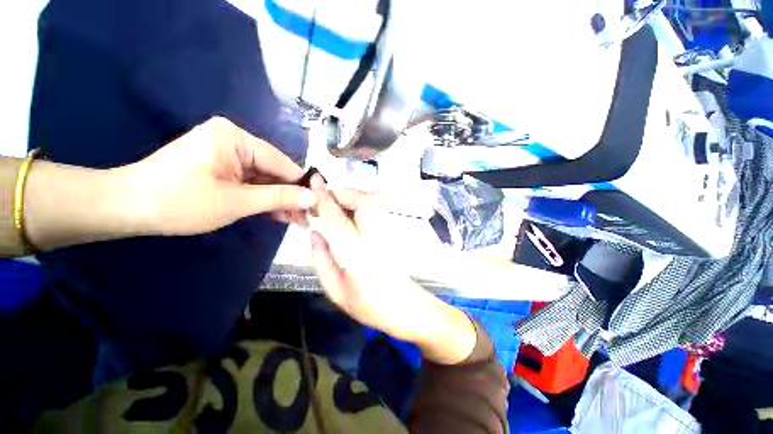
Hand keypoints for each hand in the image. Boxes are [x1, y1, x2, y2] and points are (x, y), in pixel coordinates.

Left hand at [121, 117, 315, 235]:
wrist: (127, 208)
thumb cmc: (179, 202)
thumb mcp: (236, 201)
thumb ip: (278, 198)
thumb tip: (313, 197)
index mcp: (236, 138)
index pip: (282, 163)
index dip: (302, 186)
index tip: (318, 205)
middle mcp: (235, 140)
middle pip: (275, 171)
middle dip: (290, 196)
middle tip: (306, 218)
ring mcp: (228, 153)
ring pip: (265, 179)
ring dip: (279, 200)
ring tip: (295, 221)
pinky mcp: (222, 166)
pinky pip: (252, 182)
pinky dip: (264, 198)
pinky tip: (277, 214)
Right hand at [307, 177, 476, 363]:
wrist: (405, 308)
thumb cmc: (369, 306)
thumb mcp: (336, 291)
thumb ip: (321, 260)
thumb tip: (315, 232)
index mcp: (357, 256)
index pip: (338, 220)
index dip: (324, 199)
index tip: (315, 181)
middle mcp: (375, 238)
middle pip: (363, 201)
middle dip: (343, 193)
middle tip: (327, 200)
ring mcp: (388, 233)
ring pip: (373, 201)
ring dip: (354, 196)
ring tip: (338, 206)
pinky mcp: (393, 232)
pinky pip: (378, 207)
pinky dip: (364, 202)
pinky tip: (353, 214)